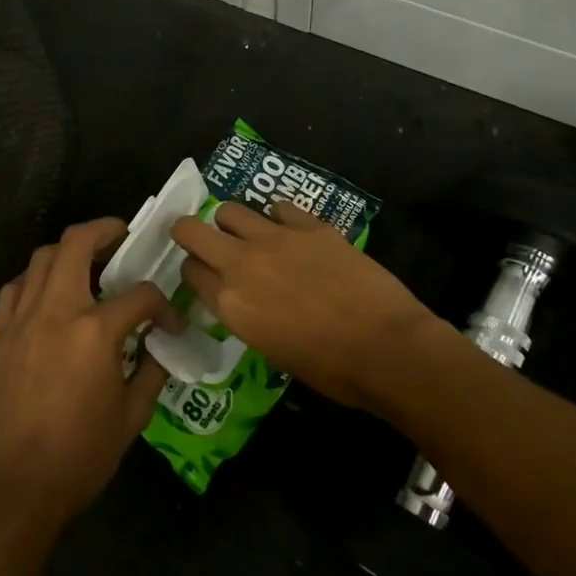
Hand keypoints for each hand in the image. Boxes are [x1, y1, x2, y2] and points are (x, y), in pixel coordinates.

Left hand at [0, 218, 180, 528]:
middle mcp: (56, 310)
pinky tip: (46, 295)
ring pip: (41, 258)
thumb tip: (159, 347)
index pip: (141, 295)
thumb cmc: (79, 457)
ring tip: (85, 263)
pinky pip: (14, 288)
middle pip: (77, 244)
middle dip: (104, 230)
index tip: (169, 323)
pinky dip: (34, 279)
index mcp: (96, 331)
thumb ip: (150, 373)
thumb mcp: (131, 419)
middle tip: (121, 236)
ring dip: (67, 251)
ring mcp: (21, 319)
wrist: (12, 487)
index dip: (163, 305)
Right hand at [171, 201, 439, 411]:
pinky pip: (279, 207)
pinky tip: (292, 231)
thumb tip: (245, 300)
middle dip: (190, 233)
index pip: (188, 272)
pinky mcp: (310, 226)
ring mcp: (276, 238)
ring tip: (250, 235)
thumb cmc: (329, 368)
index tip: (204, 277)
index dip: (194, 273)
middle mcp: (241, 263)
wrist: (386, 347)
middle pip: (191, 230)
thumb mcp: (270, 349)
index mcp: (229, 303)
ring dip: (232, 222)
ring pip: (230, 210)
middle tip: (203, 241)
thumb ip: (245, 316)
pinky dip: (279, 217)